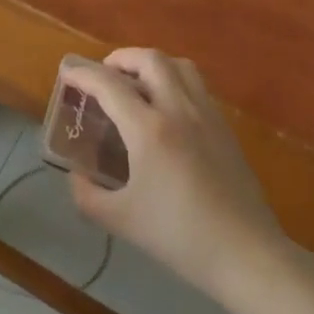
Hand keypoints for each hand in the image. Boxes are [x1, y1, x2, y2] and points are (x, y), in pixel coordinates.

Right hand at [66, 48, 286, 300]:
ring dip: (152, 64)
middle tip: (105, 77)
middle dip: (121, 59)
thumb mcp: (122, 221)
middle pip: (149, 59)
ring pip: (178, 65)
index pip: (109, 85)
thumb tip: (76, 175)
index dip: (83, 75)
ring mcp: (206, 115)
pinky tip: (168, 110)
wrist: (246, 255)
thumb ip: (89, 195)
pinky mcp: (225, 127)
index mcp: (149, 129)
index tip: (67, 73)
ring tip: (138, 84)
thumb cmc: (180, 237)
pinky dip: (175, 81)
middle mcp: (178, 109)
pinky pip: (196, 86)